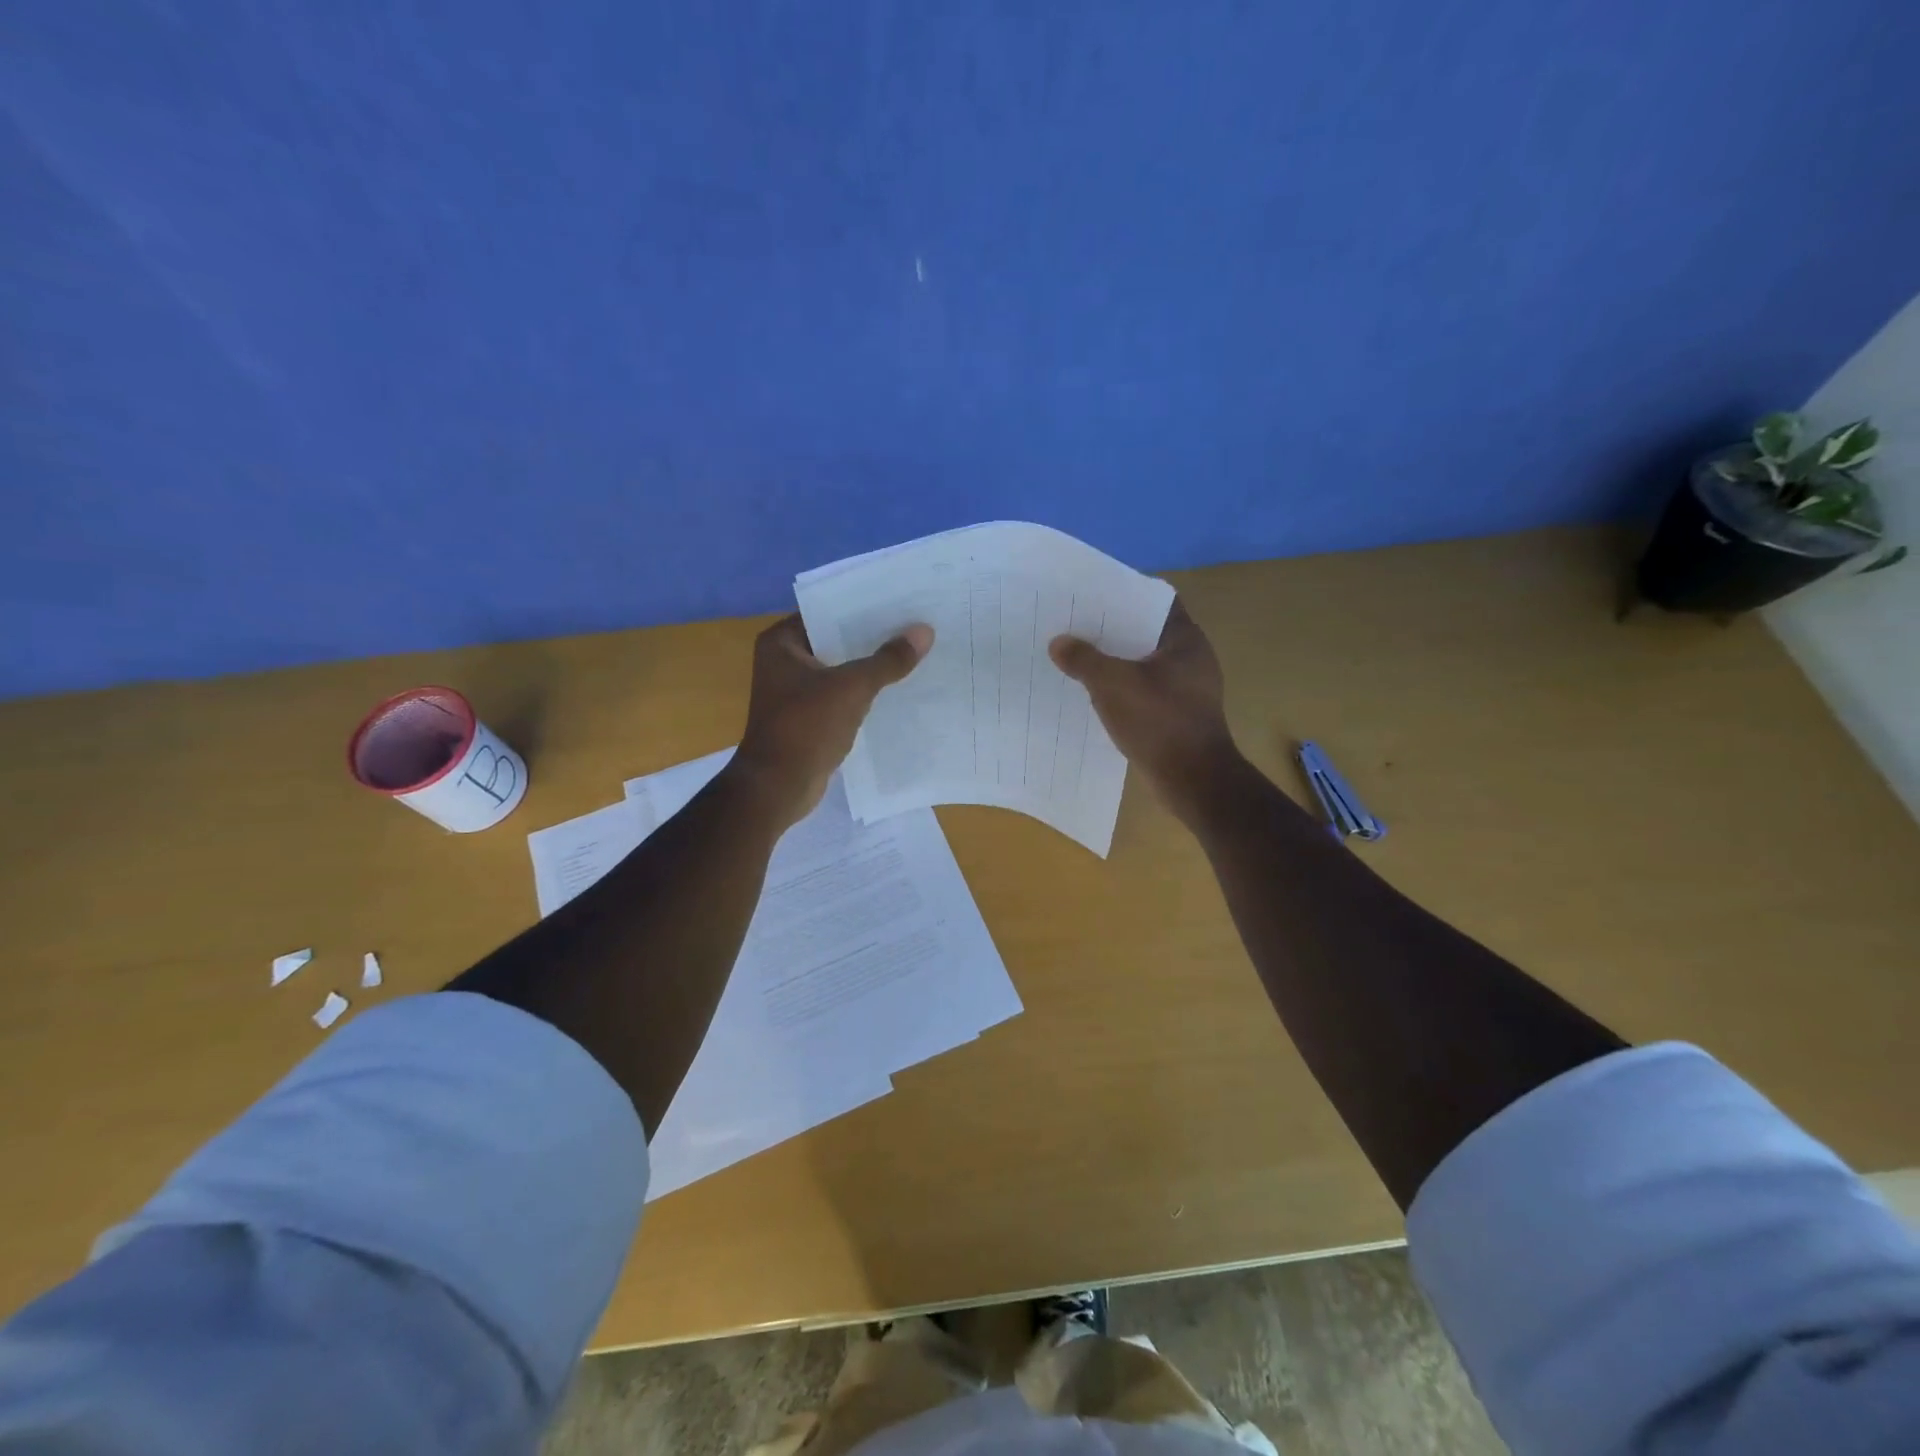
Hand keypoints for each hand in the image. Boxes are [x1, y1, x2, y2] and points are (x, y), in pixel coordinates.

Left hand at [734, 614, 932, 823]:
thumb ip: (888, 660)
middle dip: (873, 637)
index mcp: (781, 642)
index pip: (827, 610)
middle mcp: (784, 661)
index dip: (863, 606)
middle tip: (916, 624)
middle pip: (836, 640)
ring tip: (915, 652)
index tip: (901, 600)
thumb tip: (924, 631)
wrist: (778, 787)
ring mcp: (795, 691)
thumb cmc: (806, 727)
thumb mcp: (852, 688)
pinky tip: (899, 689)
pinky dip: (865, 693)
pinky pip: (842, 695)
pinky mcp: (809, 717)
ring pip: (841, 669)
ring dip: (871, 666)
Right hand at [1049, 599, 1241, 819]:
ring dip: (1115, 662)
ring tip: (1078, 657)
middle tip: (1076, 625)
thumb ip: (1084, 660)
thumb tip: (1058, 642)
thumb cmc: (1159, 722)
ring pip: (1143, 665)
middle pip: (1146, 633)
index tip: (1093, 595)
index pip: (1156, 601)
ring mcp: (1188, 690)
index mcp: (1186, 640)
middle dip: (1112, 631)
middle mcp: (1192, 659)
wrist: (1194, 780)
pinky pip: (1144, 691)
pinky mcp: (1178, 716)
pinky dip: (1123, 689)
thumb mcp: (1113, 685)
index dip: (1124, 595)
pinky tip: (1095, 693)